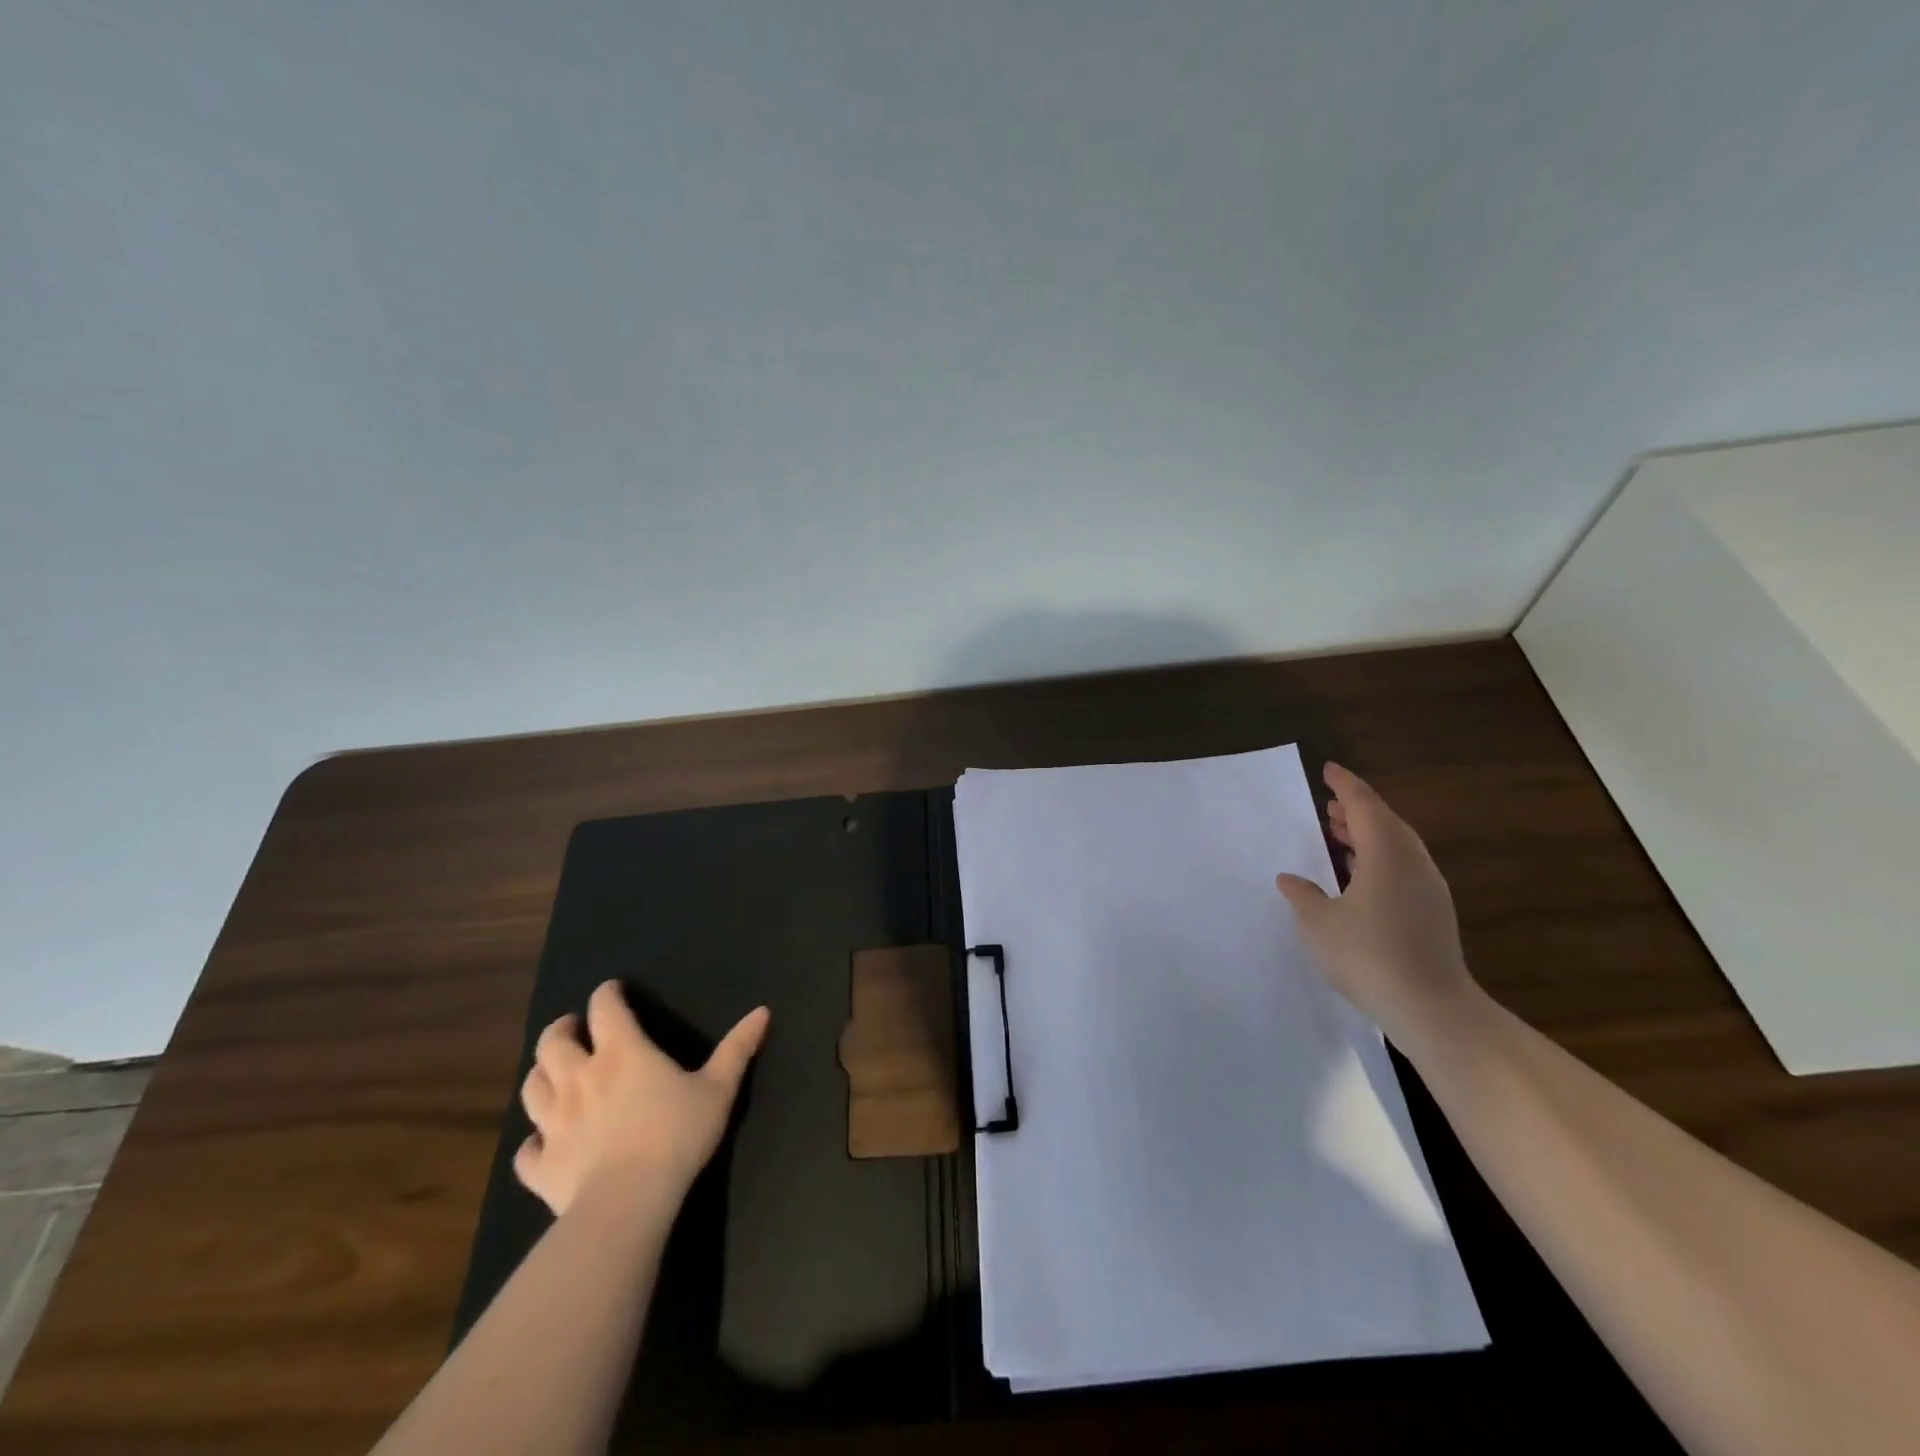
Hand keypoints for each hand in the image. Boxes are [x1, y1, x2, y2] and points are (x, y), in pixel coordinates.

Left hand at [515, 981, 769, 1217]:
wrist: (628, 1203)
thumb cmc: (677, 1135)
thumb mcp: (718, 1088)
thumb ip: (737, 1048)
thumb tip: (763, 1011)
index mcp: (622, 1052)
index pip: (605, 1008)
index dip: (607, 994)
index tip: (613, 991)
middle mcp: (579, 1078)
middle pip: (553, 1043)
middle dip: (562, 1029)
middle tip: (574, 1029)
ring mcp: (554, 1123)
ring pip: (531, 1088)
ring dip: (541, 1074)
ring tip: (553, 1073)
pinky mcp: (540, 1166)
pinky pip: (525, 1151)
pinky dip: (532, 1142)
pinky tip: (543, 1142)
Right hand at [1275, 763, 1483, 1049]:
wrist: (1432, 1008)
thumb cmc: (1368, 956)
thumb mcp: (1319, 923)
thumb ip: (1303, 895)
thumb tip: (1291, 879)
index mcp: (1386, 855)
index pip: (1365, 806)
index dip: (1345, 785)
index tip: (1328, 770)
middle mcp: (1412, 863)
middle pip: (1386, 822)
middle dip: (1357, 809)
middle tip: (1329, 804)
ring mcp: (1428, 889)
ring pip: (1397, 846)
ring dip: (1368, 834)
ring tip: (1339, 833)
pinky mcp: (1433, 912)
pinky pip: (1403, 867)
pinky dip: (1379, 857)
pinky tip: (1359, 875)